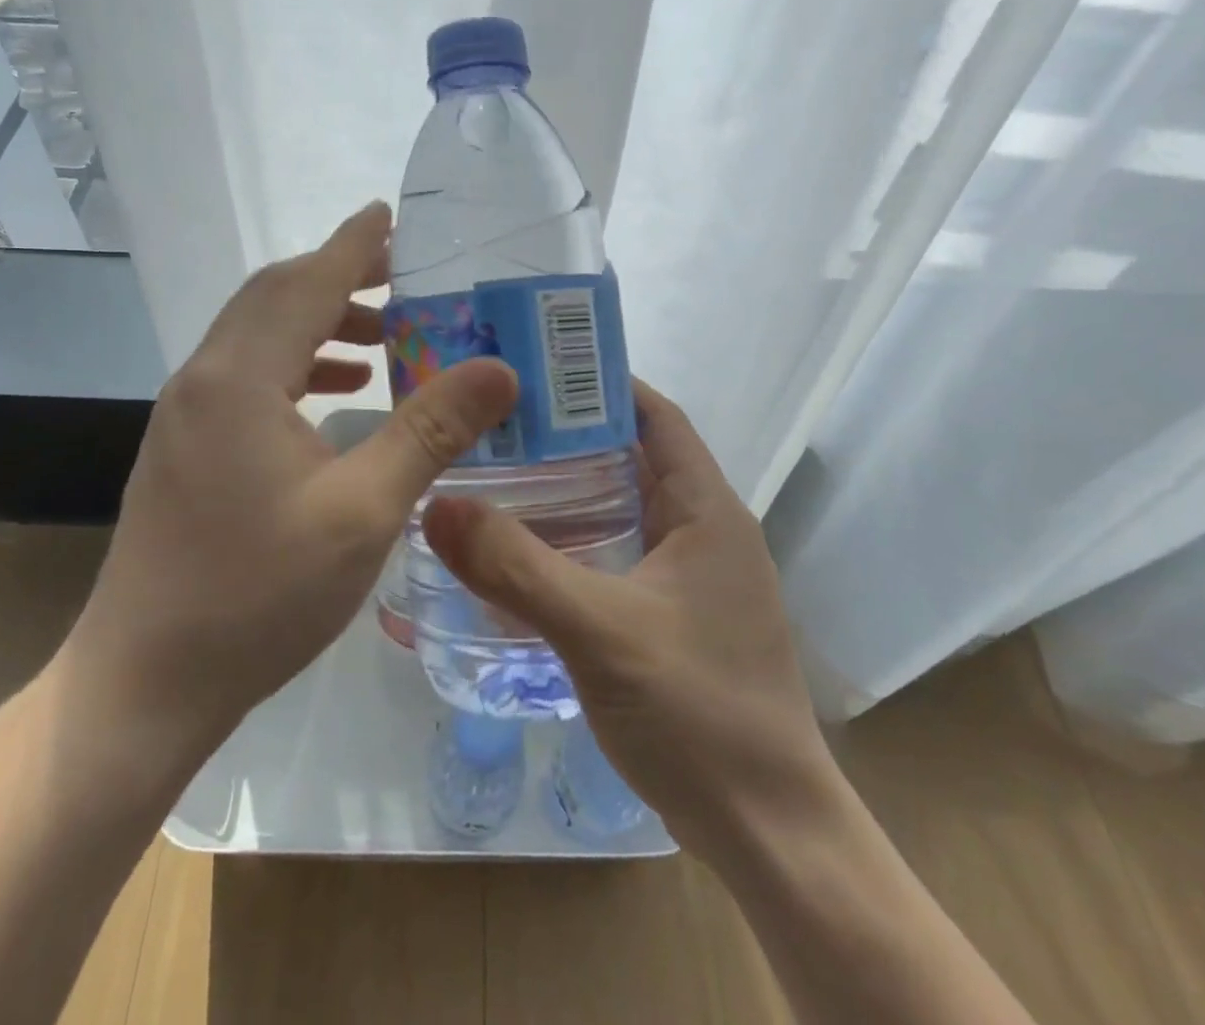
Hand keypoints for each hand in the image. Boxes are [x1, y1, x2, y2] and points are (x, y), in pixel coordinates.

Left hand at [55, 201, 517, 776]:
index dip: (352, 244)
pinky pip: (246, 375)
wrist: (144, 681)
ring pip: (257, 336)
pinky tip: (335, 394)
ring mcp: (185, 413)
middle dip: (338, 276)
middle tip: (403, 277)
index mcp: (240, 378)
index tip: (391, 213)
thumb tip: (497, 369)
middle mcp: (203, 378)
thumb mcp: (361, 512)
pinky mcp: (183, 446)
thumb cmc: (257, 595)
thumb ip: (429, 431)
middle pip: (275, 297)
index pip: (305, 282)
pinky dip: (295, 364)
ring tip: (383, 336)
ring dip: (318, 322)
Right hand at [422, 380, 829, 845]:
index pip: (656, 416)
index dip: (602, 383)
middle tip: (495, 425)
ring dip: (569, 491)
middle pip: (633, 458)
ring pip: (624, 509)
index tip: (534, 371)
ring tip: (496, 476)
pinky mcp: (677, 618)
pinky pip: (620, 555)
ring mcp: (693, 578)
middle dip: (569, 436)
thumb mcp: (598, 630)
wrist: (768, 834)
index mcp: (707, 510)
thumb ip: (515, 567)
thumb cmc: (698, 713)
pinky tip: (524, 555)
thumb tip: (436, 506)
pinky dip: (577, 543)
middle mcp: (706, 531)